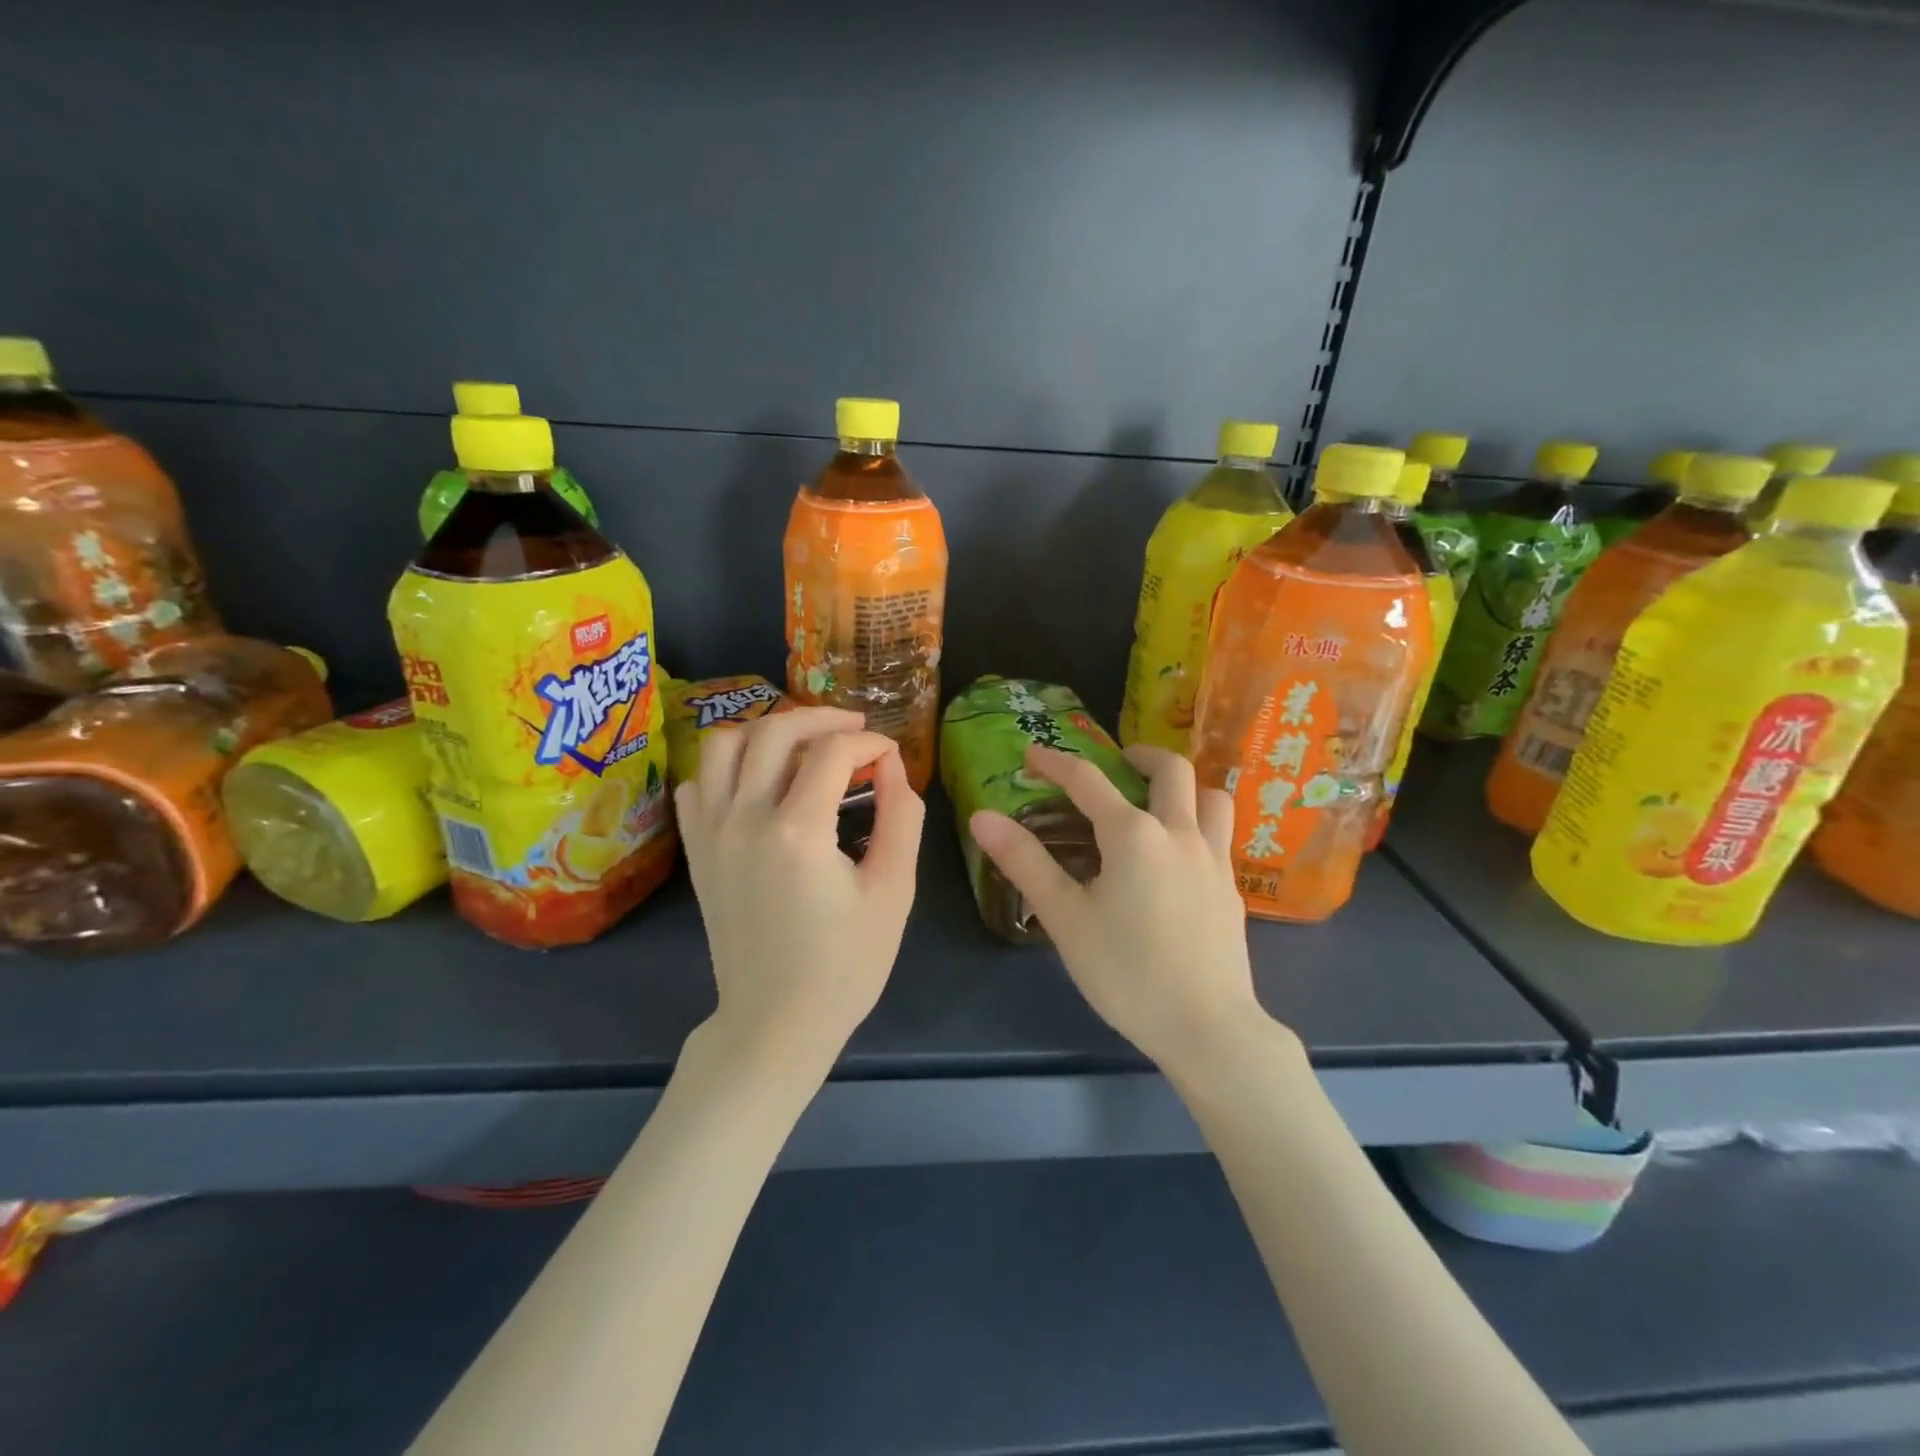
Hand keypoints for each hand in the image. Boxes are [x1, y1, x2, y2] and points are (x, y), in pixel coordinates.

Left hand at [675, 707, 924, 1078]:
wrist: (775, 1022)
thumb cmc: (845, 964)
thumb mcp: (894, 891)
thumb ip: (901, 816)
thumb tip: (891, 764)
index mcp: (798, 830)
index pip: (832, 751)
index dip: (869, 743)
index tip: (890, 756)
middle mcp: (744, 818)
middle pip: (775, 731)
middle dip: (822, 718)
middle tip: (855, 730)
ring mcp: (711, 832)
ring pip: (725, 744)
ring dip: (768, 731)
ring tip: (803, 745)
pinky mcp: (696, 850)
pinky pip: (698, 782)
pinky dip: (727, 767)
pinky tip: (757, 782)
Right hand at [968, 743, 1276, 1072]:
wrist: (1207, 1028)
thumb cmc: (1126, 972)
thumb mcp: (1065, 917)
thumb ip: (1024, 862)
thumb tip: (983, 816)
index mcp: (1133, 834)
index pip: (1087, 781)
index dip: (1056, 762)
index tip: (1033, 754)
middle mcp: (1179, 833)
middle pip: (1170, 768)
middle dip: (1139, 755)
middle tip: (1117, 764)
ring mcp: (1214, 859)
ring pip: (1211, 796)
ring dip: (1183, 786)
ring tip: (1158, 801)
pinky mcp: (1231, 888)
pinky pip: (1221, 834)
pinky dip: (1199, 822)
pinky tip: (1179, 855)